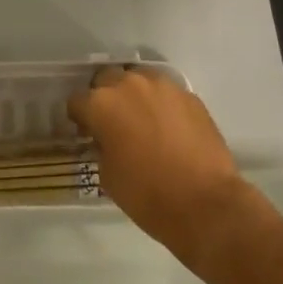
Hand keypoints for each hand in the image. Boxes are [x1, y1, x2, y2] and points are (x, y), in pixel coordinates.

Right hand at [67, 66, 250, 267]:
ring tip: (142, 120)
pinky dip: (160, 104)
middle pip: (106, 79)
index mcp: (101, 104)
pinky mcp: (189, 95)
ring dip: (133, 95)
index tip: (86, 132)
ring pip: (138, 79)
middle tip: (112, 122)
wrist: (205, 203)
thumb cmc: (148, 195)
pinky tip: (167, 127)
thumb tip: (106, 139)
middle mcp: (129, 85)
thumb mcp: (107, 175)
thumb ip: (101, 146)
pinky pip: (165, 92)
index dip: (79, 118)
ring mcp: (162, 86)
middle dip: (104, 97)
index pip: (77, 101)